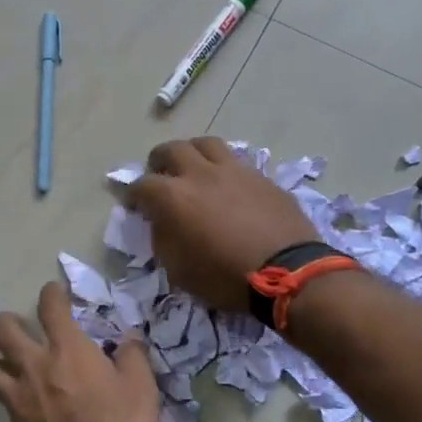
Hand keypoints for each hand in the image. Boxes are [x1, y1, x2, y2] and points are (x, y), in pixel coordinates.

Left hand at [0, 281, 159, 421]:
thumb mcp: (141, 389)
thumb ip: (133, 358)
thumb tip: (129, 339)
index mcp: (68, 349)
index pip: (50, 306)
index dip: (51, 294)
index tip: (56, 294)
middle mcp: (35, 366)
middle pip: (3, 330)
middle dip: (8, 322)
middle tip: (22, 328)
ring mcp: (18, 398)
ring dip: (0, 362)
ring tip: (13, 367)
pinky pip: (1, 403)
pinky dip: (9, 399)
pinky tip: (24, 408)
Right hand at [126, 138, 319, 313]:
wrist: (289, 273)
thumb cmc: (225, 277)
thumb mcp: (179, 270)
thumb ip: (163, 239)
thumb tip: (161, 222)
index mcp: (173, 196)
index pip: (141, 185)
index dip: (133, 194)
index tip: (134, 204)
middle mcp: (200, 173)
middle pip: (172, 149)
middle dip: (159, 161)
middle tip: (160, 175)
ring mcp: (234, 170)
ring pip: (206, 144)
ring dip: (193, 153)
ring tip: (194, 168)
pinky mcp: (261, 177)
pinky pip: (236, 162)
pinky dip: (224, 169)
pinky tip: (228, 185)